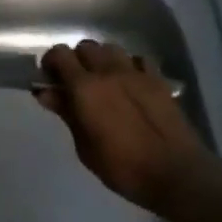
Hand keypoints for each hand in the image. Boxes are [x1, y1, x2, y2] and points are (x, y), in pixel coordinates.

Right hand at [35, 39, 219, 216]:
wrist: (175, 174)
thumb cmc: (122, 167)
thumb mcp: (85, 147)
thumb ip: (66, 114)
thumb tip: (45, 93)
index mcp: (85, 87)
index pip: (60, 54)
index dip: (51, 62)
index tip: (49, 78)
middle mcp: (108, 71)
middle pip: (86, 46)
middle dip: (76, 59)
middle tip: (76, 82)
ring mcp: (135, 72)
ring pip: (111, 49)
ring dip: (102, 59)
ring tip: (104, 80)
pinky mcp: (157, 79)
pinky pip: (139, 59)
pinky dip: (130, 65)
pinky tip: (131, 82)